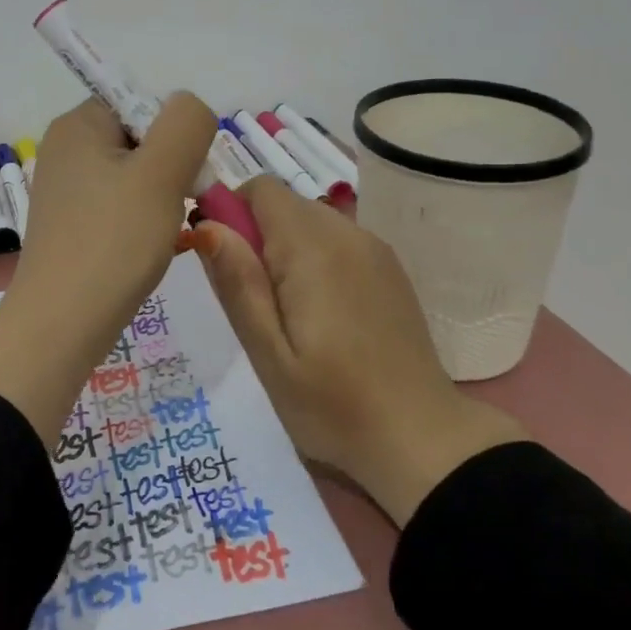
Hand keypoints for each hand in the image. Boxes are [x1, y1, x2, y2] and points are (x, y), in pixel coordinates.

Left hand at [0, 94, 216, 444]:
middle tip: (177, 208)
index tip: (183, 176)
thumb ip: (186, 123)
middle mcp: (65, 148)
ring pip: (135, 177)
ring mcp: (65, 189)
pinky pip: (119, 206)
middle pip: (141, 139)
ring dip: (160, 199)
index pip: (143, 104)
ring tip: (162, 233)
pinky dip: (141, 221)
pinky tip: (148, 248)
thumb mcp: (162, 172)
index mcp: (78, 124)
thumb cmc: (113, 241)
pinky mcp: (71, 223)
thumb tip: (188, 109)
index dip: (174, 135)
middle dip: (171, 170)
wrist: (61, 325)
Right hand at [192, 176, 526, 523]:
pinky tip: (323, 315)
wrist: (423, 440)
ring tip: (287, 314)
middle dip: (257, 235)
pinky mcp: (390, 269)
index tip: (224, 263)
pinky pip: (337, 241)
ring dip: (286, 249)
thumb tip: (206, 225)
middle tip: (254, 302)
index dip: (231, 212)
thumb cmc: (334, 405)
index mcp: (313, 248)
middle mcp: (347, 233)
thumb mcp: (268, 355)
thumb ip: (238, 284)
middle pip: (285, 203)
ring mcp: (374, 249)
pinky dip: (316, 259)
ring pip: (311, 220)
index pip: (261, 189)